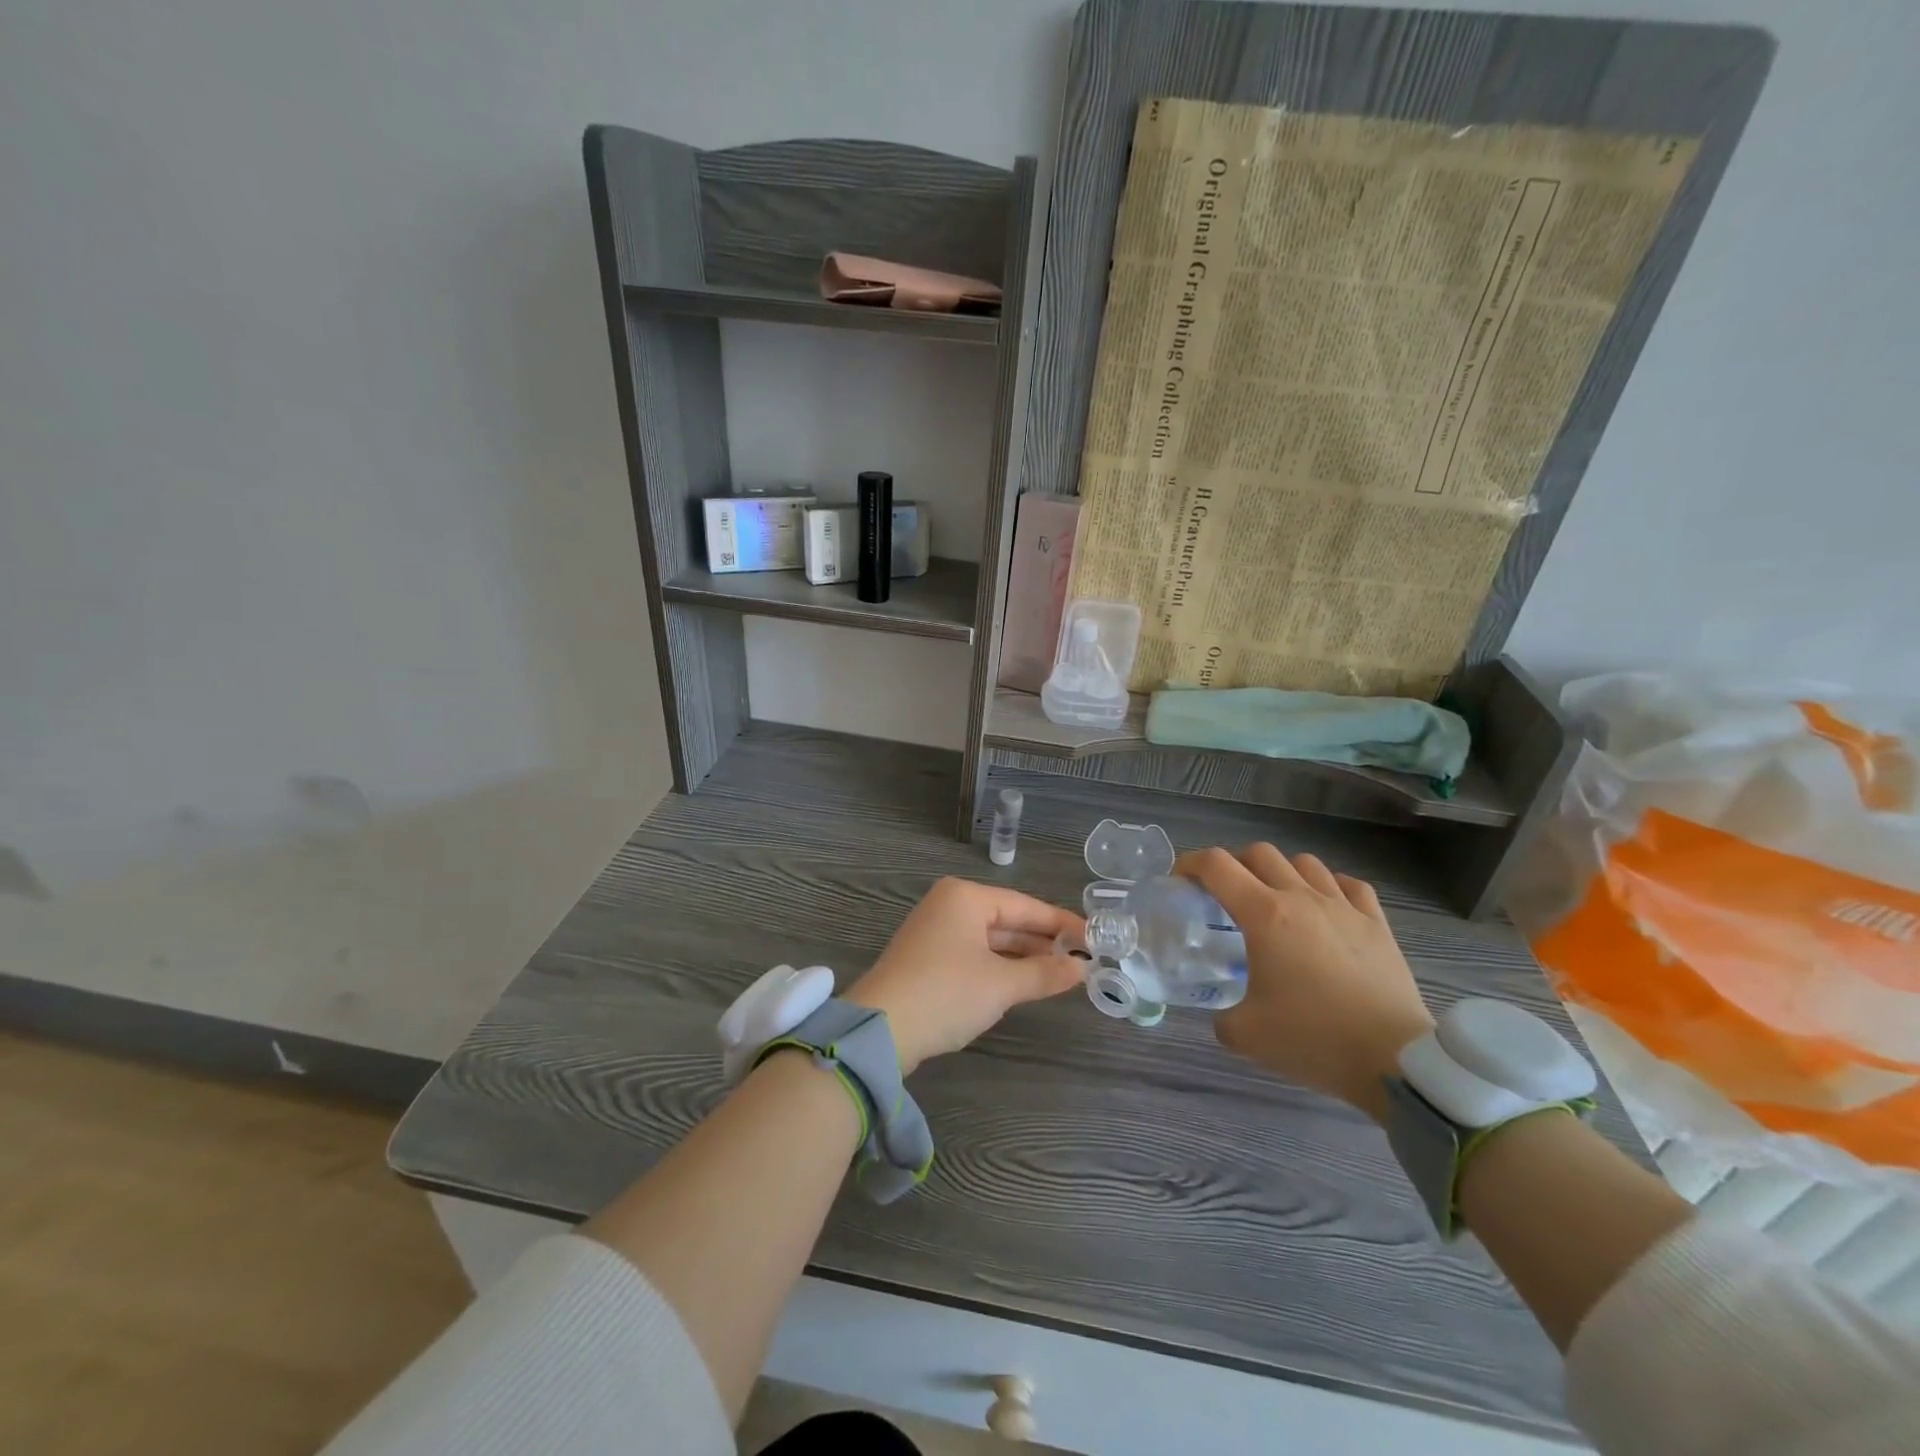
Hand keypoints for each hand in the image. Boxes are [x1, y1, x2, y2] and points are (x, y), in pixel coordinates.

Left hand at [846, 878, 1085, 1074]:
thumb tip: (1082, 969)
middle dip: (1043, 941)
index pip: (1025, 905)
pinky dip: (1001, 967)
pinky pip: (975, 955)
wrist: (880, 1030)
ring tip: (1062, 972)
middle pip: (1008, 920)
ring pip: (991, 940)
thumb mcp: (1002, 984)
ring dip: (1024, 957)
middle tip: (1084, 958)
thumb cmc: (947, 993)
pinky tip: (1025, 982)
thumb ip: (1044, 973)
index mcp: (965, 897)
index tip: (1095, 937)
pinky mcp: (928, 959)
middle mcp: (949, 906)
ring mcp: (935, 932)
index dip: (1062, 923)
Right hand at [1178, 846, 1433, 1122]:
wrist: (1394, 1061)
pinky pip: (1348, 885)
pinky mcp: (1377, 924)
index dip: (1190, 863)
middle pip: (1259, 853)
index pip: (1216, 865)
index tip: (1180, 881)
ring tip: (1276, 900)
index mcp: (1264, 915)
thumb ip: (1222, 1016)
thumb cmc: (1313, 1040)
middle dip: (1234, 866)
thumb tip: (1224, 1014)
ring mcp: (1343, 907)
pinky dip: (1329, 887)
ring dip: (1281, 872)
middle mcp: (1301, 898)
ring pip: (1304, 863)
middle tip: (1225, 895)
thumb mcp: (1245, 1035)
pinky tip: (1325, 908)